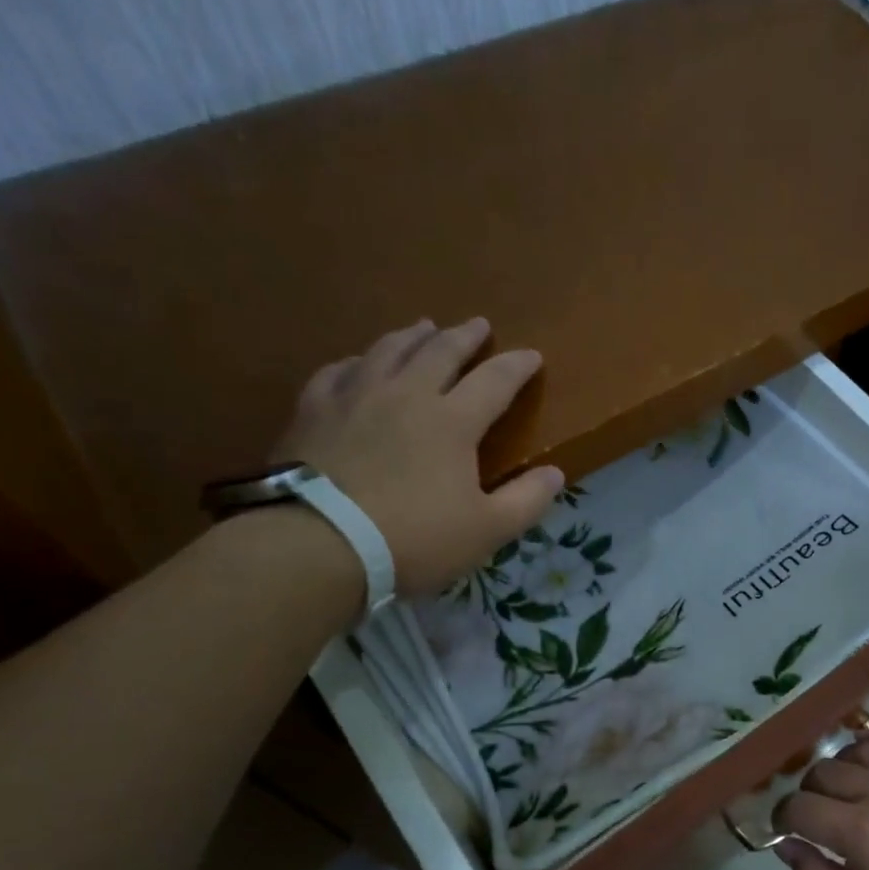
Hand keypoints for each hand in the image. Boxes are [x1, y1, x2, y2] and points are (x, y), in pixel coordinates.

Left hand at [272, 317, 562, 594]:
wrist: (318, 545)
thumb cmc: (413, 540)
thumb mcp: (487, 531)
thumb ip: (526, 500)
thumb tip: (556, 473)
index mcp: (452, 421)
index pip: (494, 380)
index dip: (517, 366)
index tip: (532, 356)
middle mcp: (406, 394)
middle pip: (440, 351)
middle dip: (464, 336)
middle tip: (478, 324)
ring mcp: (354, 397)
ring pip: (388, 350)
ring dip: (412, 336)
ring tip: (424, 327)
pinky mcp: (313, 411)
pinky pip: (338, 371)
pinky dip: (357, 361)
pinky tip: (358, 363)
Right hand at [772, 731, 868, 869]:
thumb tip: (785, 845)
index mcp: (860, 832)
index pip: (798, 806)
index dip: (781, 817)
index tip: (783, 831)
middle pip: (821, 773)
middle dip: (806, 795)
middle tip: (815, 820)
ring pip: (854, 751)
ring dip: (837, 769)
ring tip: (843, 794)